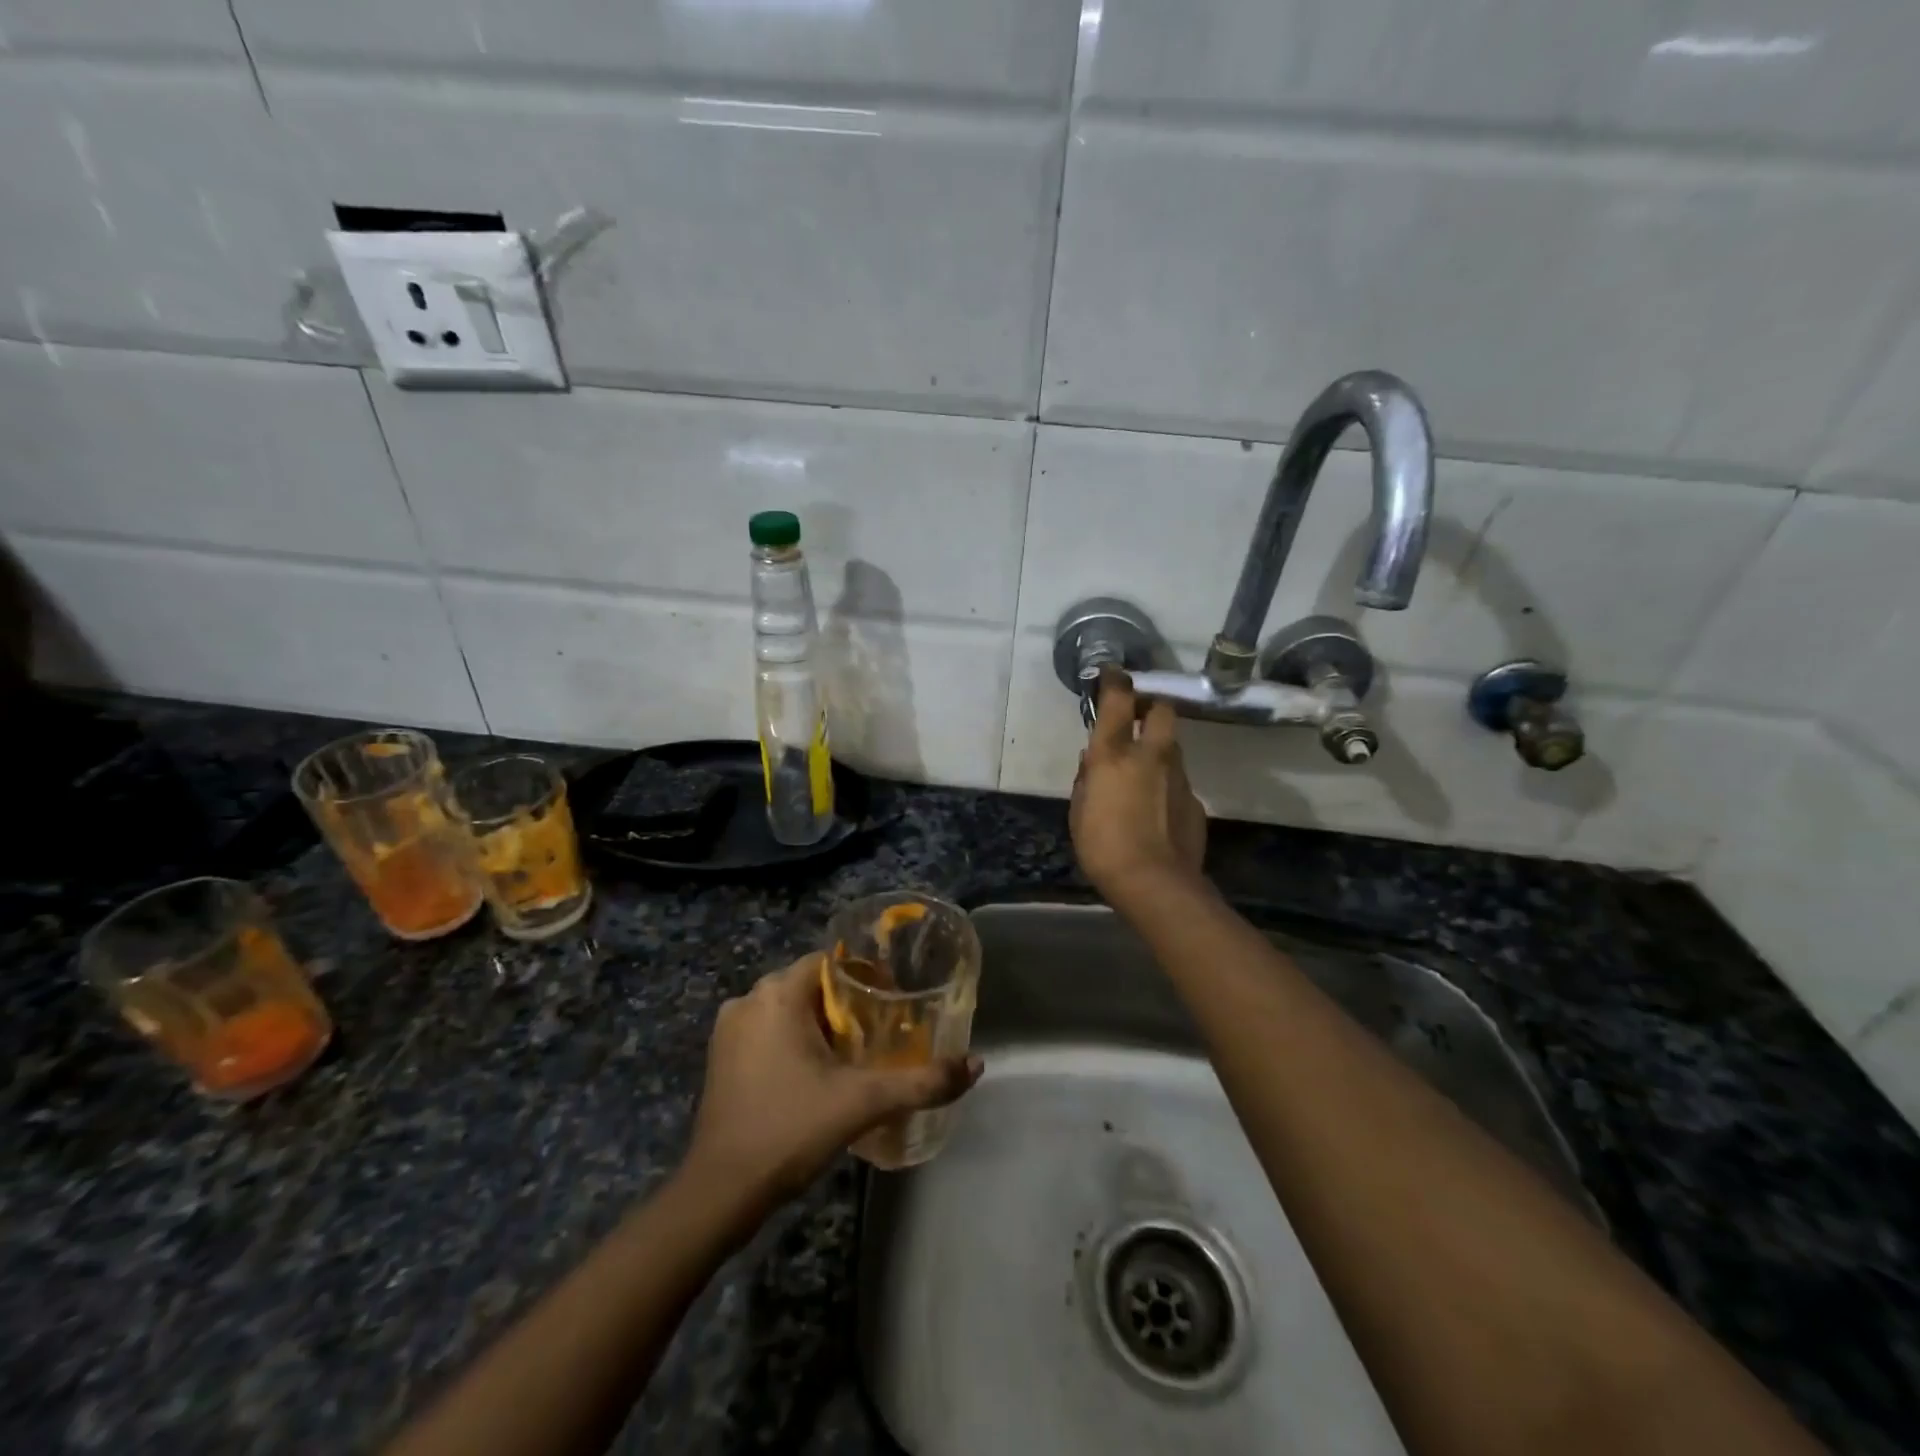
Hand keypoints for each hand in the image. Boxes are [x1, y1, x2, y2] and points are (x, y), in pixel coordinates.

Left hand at [682, 955, 980, 1211]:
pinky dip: (794, 1041)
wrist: (720, 1193)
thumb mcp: (863, 1103)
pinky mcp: (721, 1058)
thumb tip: (975, 1065)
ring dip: (821, 1024)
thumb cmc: (790, 1130)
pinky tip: (817, 1074)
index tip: (893, 1002)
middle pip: (811, 985)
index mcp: (777, 994)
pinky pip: (768, 1031)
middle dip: (847, 1004)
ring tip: (856, 1054)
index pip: (831, 961)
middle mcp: (748, 1000)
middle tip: (882, 1032)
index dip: (866, 976)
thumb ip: (921, 1082)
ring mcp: (730, 1030)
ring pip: (788, 1009)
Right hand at [1071, 668, 1207, 902]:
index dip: (1115, 681)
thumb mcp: (1079, 811)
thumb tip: (1092, 761)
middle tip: (1136, 720)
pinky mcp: (1195, 800)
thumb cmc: (1103, 846)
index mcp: (1114, 754)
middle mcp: (1151, 755)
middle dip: (1150, 707)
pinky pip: (1179, 780)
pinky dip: (1167, 784)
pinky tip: (1156, 809)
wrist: (1155, 883)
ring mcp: (1179, 776)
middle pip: (1161, 710)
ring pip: (1173, 746)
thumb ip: (1086, 780)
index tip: (1112, 674)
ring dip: (1158, 748)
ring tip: (1143, 772)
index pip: (1118, 701)